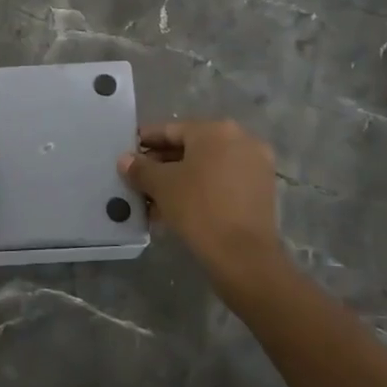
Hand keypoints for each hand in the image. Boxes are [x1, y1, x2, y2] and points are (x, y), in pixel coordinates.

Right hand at [118, 119, 284, 283]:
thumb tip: (125, 160)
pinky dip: (200, 190)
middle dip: (163, 164)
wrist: (244, 256)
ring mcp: (255, 165)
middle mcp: (240, 139)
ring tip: (153, 199)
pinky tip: (177, 209)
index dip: (146, 141)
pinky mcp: (261, 190)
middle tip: (139, 179)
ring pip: (207, 167)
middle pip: (191, 148)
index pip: (171, 130)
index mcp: (216, 130)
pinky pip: (222, 182)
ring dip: (180, 180)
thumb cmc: (199, 208)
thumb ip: (141, 169)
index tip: (129, 152)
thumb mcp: (162, 186)